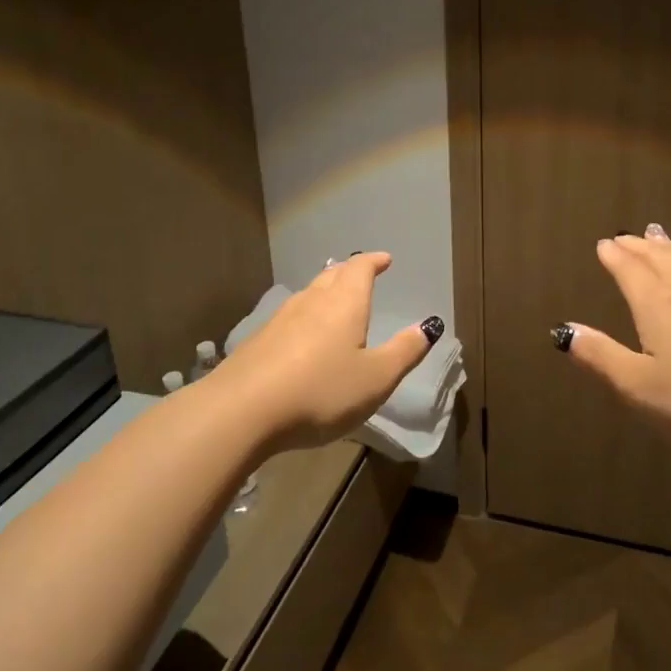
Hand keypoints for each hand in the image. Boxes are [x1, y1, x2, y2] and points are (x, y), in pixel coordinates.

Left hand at [204, 252, 442, 453]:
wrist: (241, 411)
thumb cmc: (321, 391)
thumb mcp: (376, 378)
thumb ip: (405, 351)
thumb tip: (429, 325)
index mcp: (344, 304)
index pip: (360, 269)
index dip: (373, 261)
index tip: (385, 259)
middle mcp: (312, 302)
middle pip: (332, 275)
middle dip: (349, 271)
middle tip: (362, 273)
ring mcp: (280, 320)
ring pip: (308, 294)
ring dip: (325, 291)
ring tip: (335, 300)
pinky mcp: (258, 341)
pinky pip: (290, 317)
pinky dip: (305, 316)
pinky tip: (303, 336)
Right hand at [559, 226, 670, 451]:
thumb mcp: (641, 387)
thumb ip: (602, 357)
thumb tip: (564, 330)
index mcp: (657, 307)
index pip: (630, 272)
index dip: (615, 258)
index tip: (603, 244)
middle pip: (659, 260)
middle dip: (638, 247)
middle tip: (624, 236)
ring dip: (666, 251)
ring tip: (656, 238)